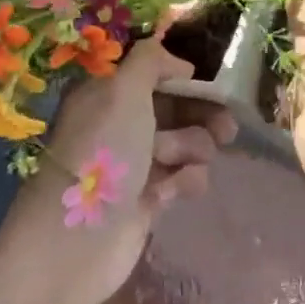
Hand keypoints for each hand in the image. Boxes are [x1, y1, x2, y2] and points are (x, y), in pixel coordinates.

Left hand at [12, 37, 236, 303]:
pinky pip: (180, 179)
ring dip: (192, 150)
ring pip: (183, 144)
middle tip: (227, 128)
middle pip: (173, 110)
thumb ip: (150, 61)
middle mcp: (118, 125)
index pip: (153, 76)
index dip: (184, 80)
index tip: (212, 86)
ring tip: (184, 162)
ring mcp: (132, 165)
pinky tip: (173, 193)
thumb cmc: (102, 154)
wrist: (76, 241)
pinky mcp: (146, 200)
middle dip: (201, 116)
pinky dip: (183, 182)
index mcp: (106, 95)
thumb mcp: (123, 91)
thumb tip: (179, 63)